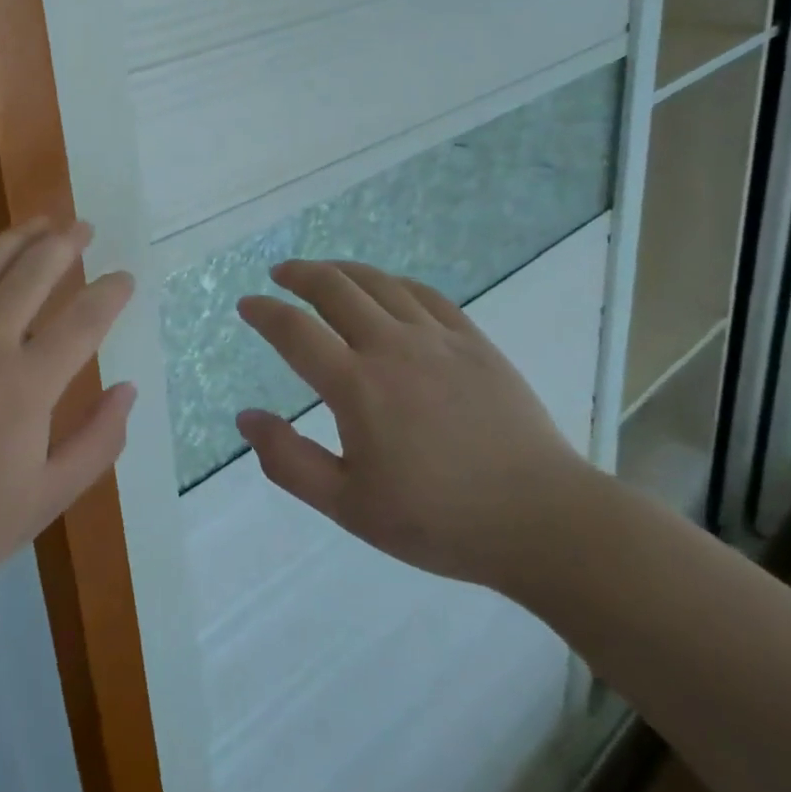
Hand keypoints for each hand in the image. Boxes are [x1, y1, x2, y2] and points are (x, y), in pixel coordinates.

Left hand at [0, 220, 136, 616]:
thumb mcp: (48, 498)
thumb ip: (98, 442)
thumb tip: (127, 389)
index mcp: (26, 385)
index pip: (83, 319)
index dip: (111, 292)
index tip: (124, 279)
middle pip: (34, 271)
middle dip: (66, 243)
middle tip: (83, 229)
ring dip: (16, 236)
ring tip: (40, 222)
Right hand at [235, 260, 594, 593]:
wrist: (543, 521)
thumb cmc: (440, 521)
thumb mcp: (350, 507)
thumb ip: (290, 461)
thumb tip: (246, 418)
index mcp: (357, 386)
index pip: (294, 330)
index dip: (264, 312)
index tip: (247, 304)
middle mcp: (391, 347)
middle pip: (334, 287)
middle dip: (298, 274)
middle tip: (280, 274)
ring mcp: (436, 338)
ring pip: (378, 282)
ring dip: (341, 270)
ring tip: (323, 272)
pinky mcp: (473, 340)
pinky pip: (424, 293)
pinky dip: (393, 282)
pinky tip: (386, 288)